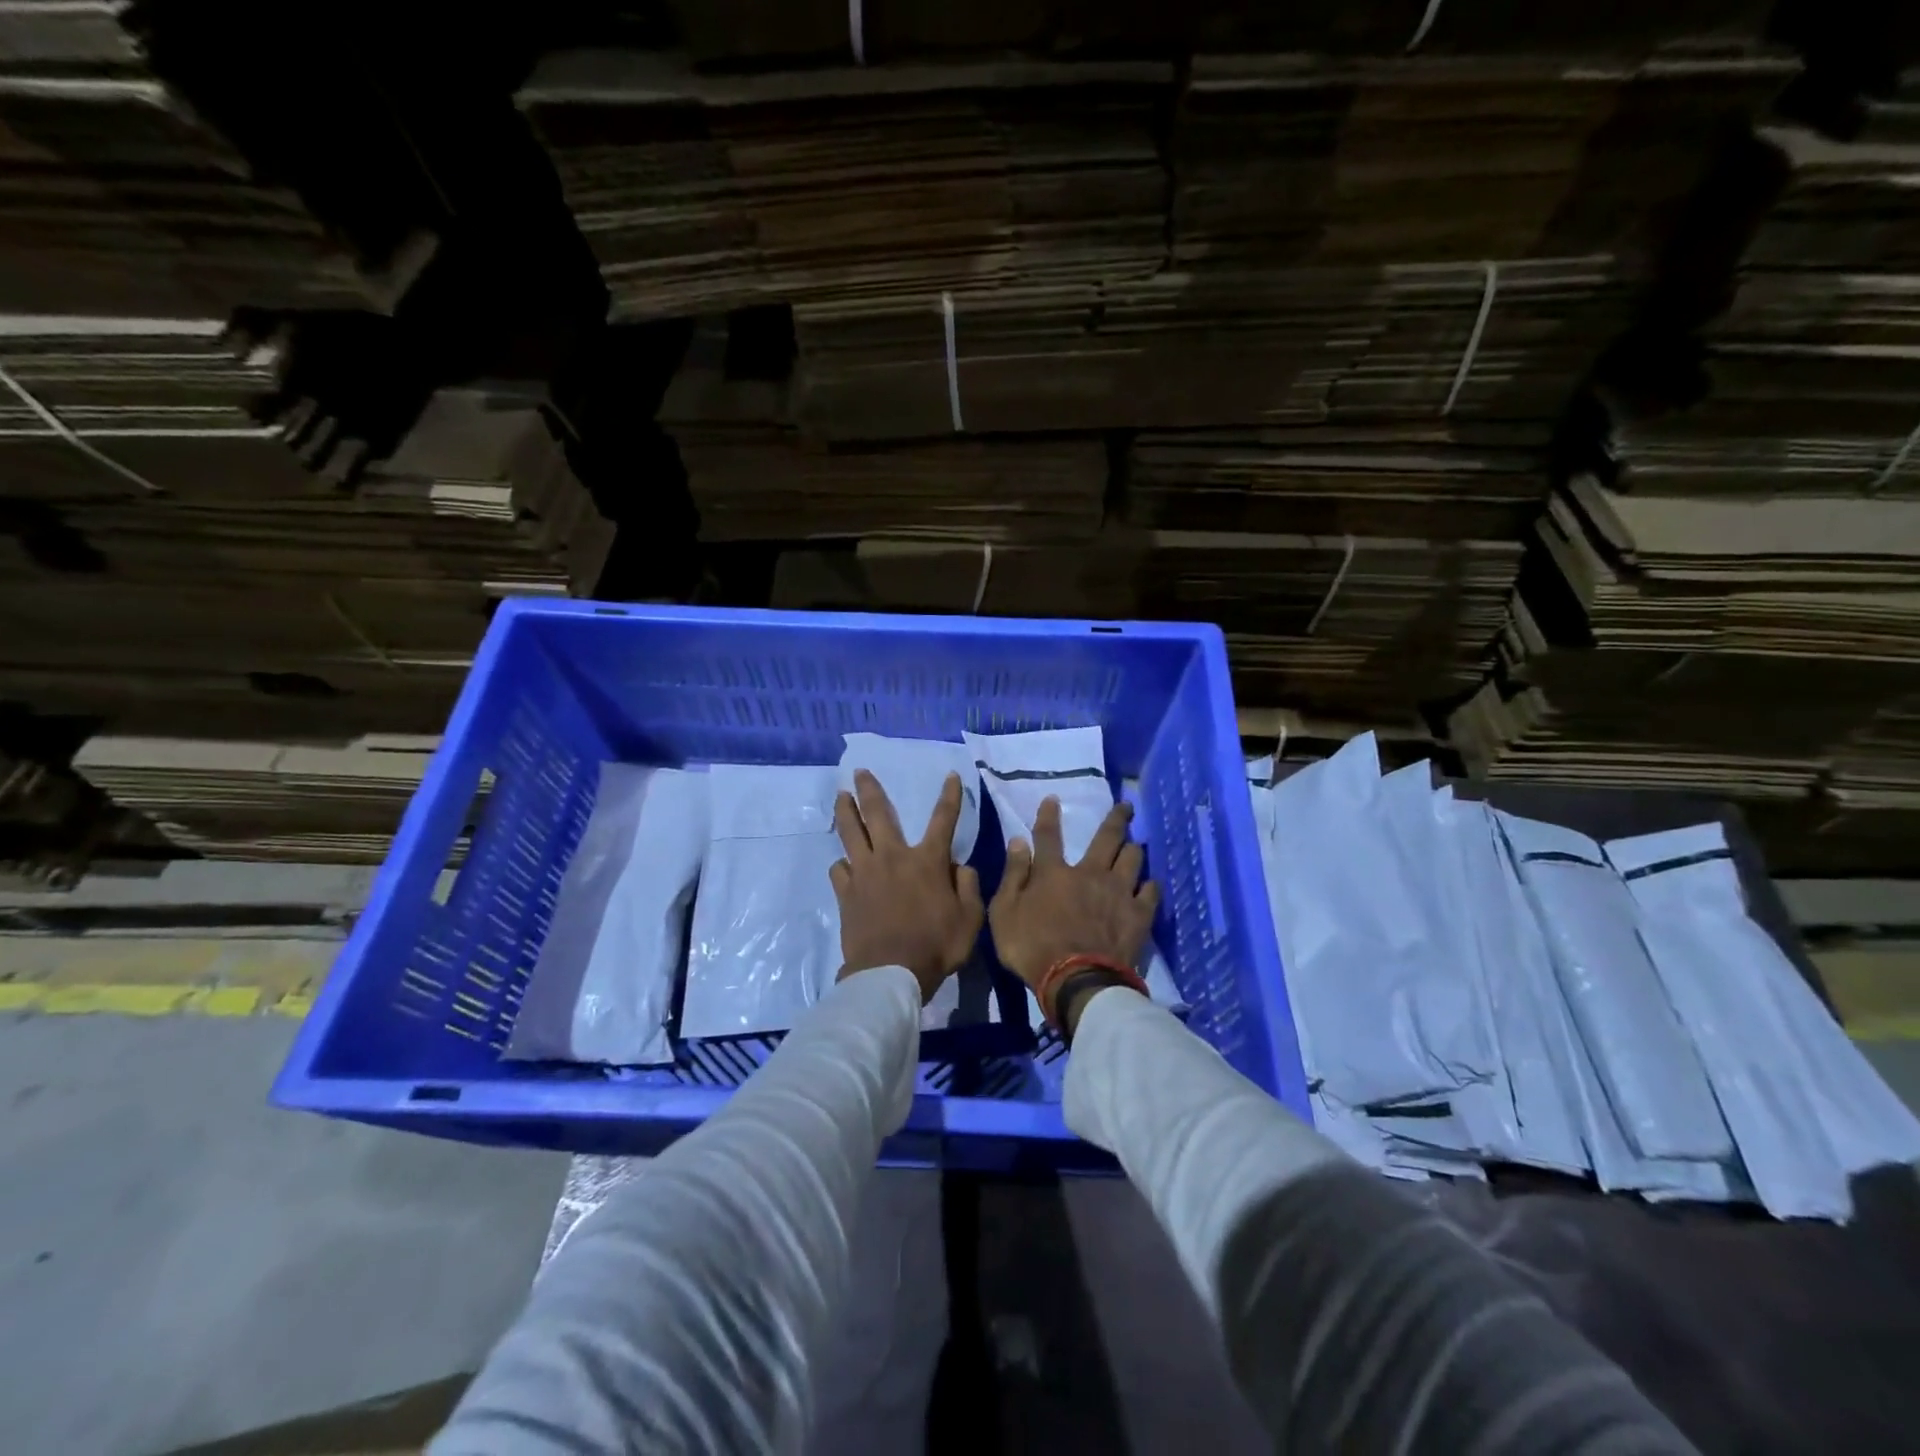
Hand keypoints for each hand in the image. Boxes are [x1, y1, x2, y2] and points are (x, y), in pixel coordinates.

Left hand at [831, 769, 984, 1003]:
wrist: (890, 973)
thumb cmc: (936, 945)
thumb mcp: (970, 918)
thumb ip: (968, 886)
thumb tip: (958, 866)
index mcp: (927, 860)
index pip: (943, 819)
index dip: (949, 795)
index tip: (949, 775)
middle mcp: (893, 857)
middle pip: (878, 813)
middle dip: (869, 789)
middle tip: (859, 771)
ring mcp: (865, 872)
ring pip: (850, 833)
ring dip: (845, 812)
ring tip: (840, 797)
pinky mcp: (846, 893)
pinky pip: (839, 869)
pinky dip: (843, 864)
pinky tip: (844, 865)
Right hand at [989, 797, 1159, 987]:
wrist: (1077, 981)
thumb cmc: (1032, 949)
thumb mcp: (1004, 913)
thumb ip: (1013, 875)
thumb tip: (1017, 841)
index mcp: (1054, 873)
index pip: (1048, 837)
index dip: (1048, 816)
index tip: (1053, 799)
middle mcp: (1090, 873)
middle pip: (1106, 838)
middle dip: (1116, 819)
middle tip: (1126, 806)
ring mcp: (1119, 892)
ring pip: (1132, 858)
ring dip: (1133, 848)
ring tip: (1136, 844)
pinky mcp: (1139, 915)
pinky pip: (1150, 892)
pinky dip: (1149, 885)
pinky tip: (1150, 884)